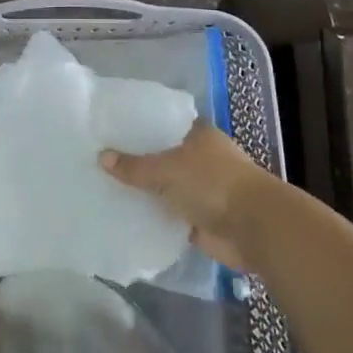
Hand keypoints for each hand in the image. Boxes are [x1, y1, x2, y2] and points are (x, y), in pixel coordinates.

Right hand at [100, 123, 279, 270]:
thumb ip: (134, 166)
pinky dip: (153, 217)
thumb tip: (101, 157)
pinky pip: (169, 215)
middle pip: (162, 157)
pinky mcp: (200, 219)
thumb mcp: (167, 169)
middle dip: (137, 162)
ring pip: (165, 188)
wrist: (253, 228)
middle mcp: (200, 158)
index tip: (110, 132)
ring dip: (145, 192)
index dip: (139, 128)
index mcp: (198, 135)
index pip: (163, 125)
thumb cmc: (212, 183)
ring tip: (105, 188)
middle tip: (99, 161)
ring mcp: (201, 190)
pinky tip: (125, 215)